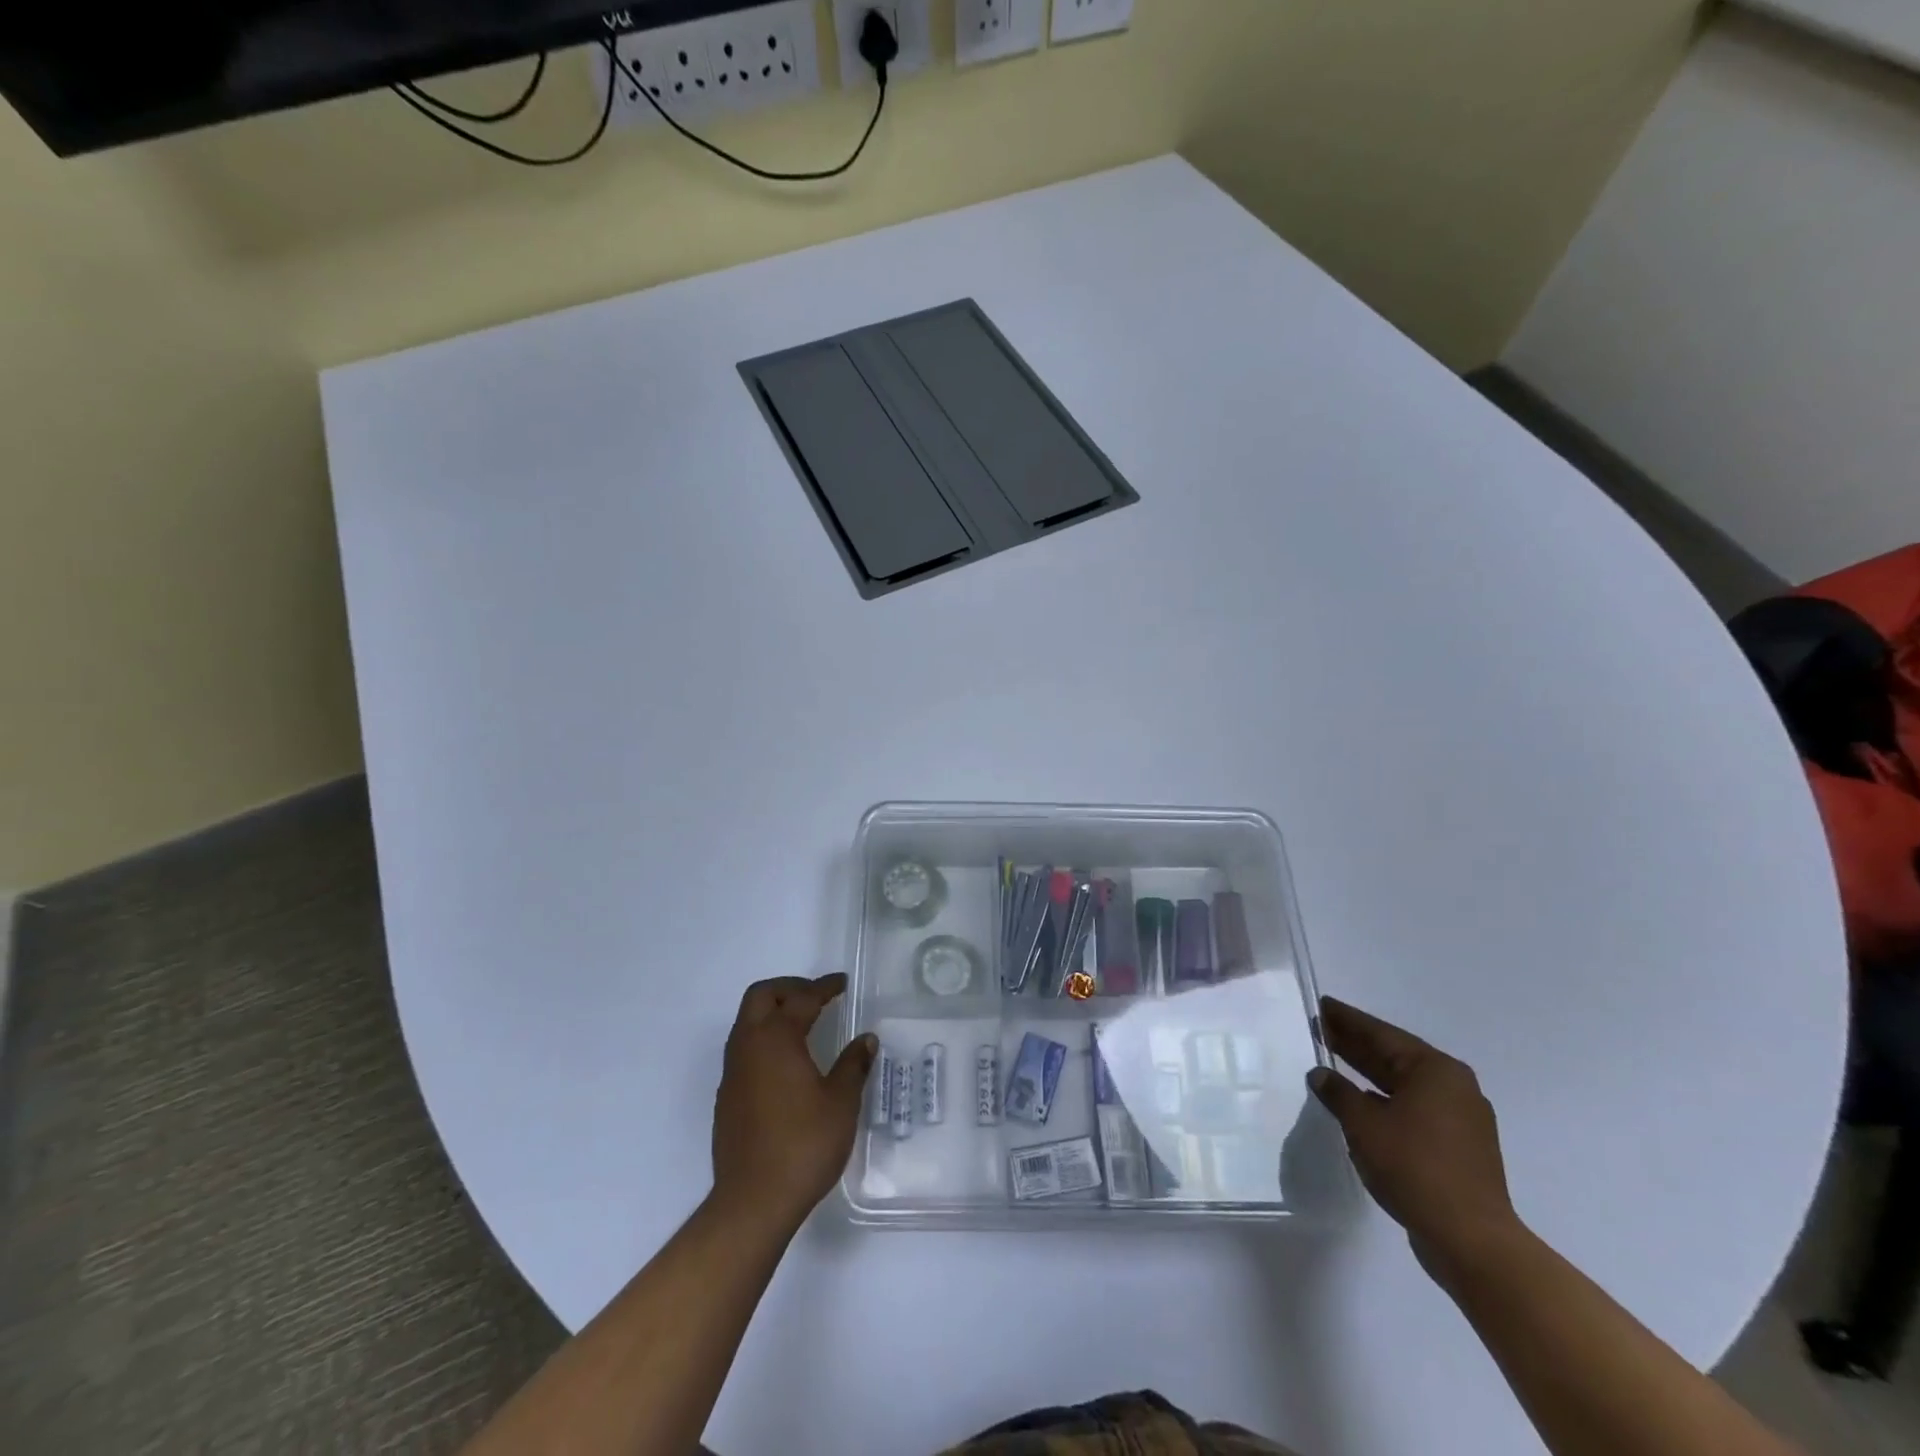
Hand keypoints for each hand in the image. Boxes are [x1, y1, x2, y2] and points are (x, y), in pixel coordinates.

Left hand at [712, 973, 876, 1234]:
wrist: (753, 1202)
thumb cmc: (803, 1145)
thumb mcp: (841, 1103)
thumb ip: (854, 1065)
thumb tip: (866, 1040)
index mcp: (776, 1038)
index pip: (802, 998)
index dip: (824, 987)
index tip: (841, 983)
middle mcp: (749, 1046)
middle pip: (761, 996)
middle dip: (789, 988)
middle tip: (817, 996)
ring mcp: (733, 1073)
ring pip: (747, 1022)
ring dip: (773, 1012)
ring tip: (804, 1023)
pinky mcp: (727, 1097)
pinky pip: (744, 1049)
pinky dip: (765, 1039)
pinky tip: (787, 1062)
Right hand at [1309, 997, 1521, 1276]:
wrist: (1470, 1239)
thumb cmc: (1414, 1166)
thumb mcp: (1363, 1124)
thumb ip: (1339, 1093)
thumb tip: (1321, 1074)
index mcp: (1435, 1070)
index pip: (1382, 1034)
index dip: (1348, 1020)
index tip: (1323, 1005)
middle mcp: (1454, 1086)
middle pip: (1395, 1056)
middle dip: (1356, 1044)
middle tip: (1322, 1028)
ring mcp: (1461, 1118)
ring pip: (1405, 1084)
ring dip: (1369, 1073)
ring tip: (1334, 1062)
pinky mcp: (1460, 1147)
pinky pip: (1414, 1108)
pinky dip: (1385, 1100)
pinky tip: (1361, 1103)